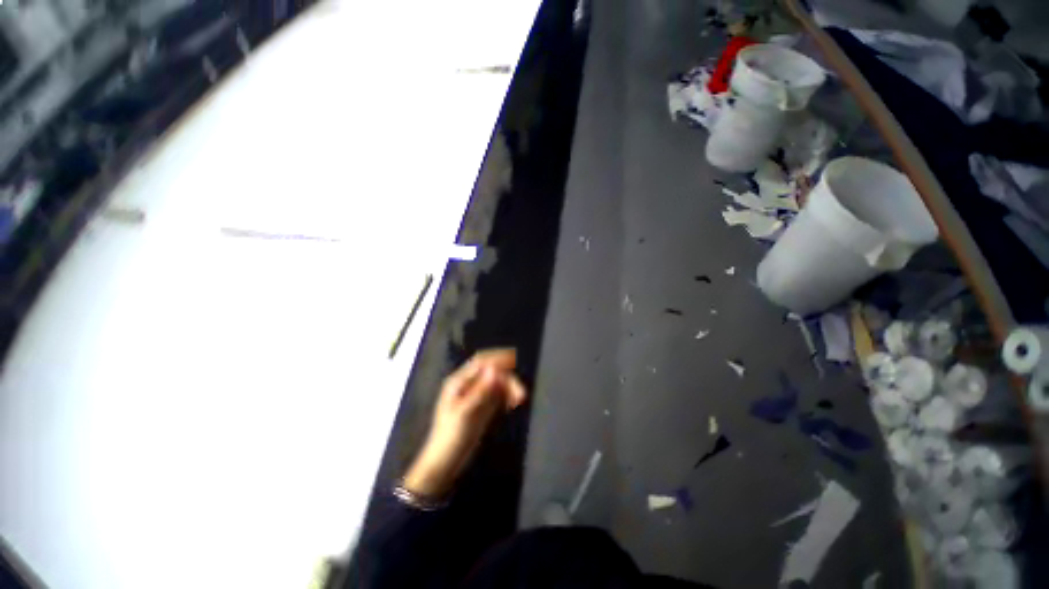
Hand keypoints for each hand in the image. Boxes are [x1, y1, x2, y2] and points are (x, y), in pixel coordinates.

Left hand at [403, 349, 526, 498]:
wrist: (445, 463)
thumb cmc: (451, 436)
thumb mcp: (465, 413)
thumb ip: (480, 390)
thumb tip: (495, 369)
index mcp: (458, 382)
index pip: (481, 362)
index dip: (498, 358)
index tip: (515, 360)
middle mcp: (468, 385)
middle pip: (492, 372)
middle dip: (507, 378)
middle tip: (521, 393)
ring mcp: (476, 396)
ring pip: (497, 383)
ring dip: (509, 387)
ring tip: (520, 399)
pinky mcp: (482, 407)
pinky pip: (497, 394)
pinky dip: (507, 396)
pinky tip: (514, 403)